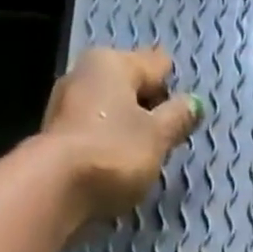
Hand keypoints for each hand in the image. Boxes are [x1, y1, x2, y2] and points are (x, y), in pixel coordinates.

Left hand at [40, 46, 202, 221]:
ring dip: (126, 127)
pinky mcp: (58, 138)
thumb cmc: (114, 154)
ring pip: (108, 110)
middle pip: (128, 85)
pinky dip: (108, 145)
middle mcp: (86, 74)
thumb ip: (177, 119)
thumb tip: (195, 104)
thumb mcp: (156, 138)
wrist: (57, 189)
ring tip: (143, 155)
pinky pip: (94, 134)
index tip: (185, 110)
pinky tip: (117, 165)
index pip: (155, 63)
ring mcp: (67, 106)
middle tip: (165, 136)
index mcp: (113, 63)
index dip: (173, 85)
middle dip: (147, 106)